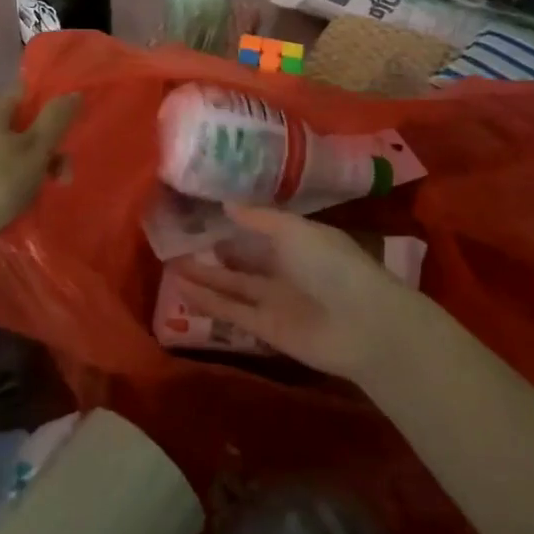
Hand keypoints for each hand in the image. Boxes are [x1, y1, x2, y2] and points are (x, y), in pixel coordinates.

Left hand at [0, 86, 79, 266]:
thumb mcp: (34, 150)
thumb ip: (56, 119)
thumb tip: (74, 91)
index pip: (29, 93)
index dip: (54, 106)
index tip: (73, 131)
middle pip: (22, 126)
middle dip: (47, 149)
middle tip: (62, 177)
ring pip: (10, 153)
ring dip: (31, 171)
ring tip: (40, 196)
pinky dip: (10, 185)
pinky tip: (17, 205)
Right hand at [174, 205, 417, 381]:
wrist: (362, 323)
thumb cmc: (332, 264)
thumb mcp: (294, 230)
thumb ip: (259, 218)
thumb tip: (226, 204)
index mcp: (298, 241)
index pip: (262, 229)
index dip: (236, 223)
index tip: (203, 213)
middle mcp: (285, 269)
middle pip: (244, 260)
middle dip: (216, 252)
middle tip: (179, 242)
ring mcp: (275, 301)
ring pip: (233, 286)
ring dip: (205, 277)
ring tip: (171, 266)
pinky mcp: (267, 330)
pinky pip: (232, 312)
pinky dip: (208, 302)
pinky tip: (182, 290)